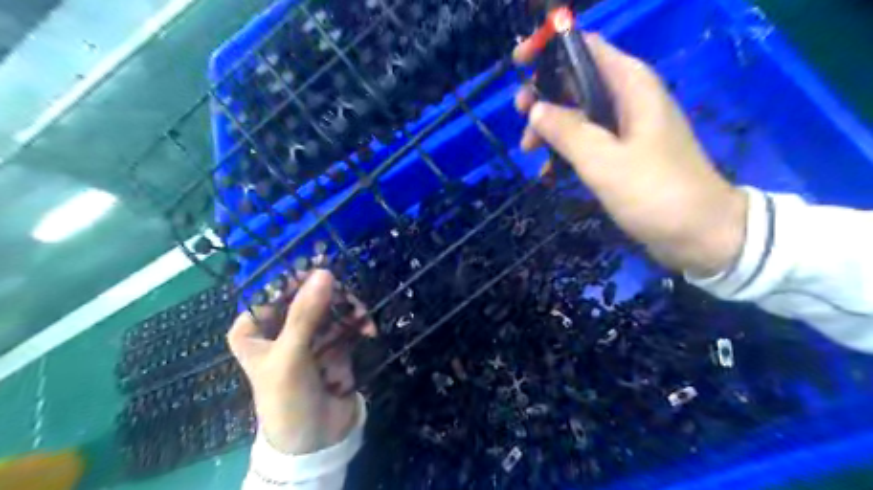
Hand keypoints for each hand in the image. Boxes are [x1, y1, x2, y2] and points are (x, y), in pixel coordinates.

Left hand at [226, 271, 373, 452]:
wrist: (315, 441)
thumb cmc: (287, 398)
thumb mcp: (291, 355)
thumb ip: (306, 313)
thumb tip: (324, 272)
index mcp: (255, 329)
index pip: (274, 290)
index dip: (299, 277)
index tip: (324, 268)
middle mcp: (281, 327)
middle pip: (308, 294)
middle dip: (332, 295)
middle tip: (350, 298)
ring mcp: (310, 334)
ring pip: (331, 305)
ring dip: (350, 308)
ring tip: (364, 318)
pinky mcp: (333, 342)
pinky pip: (347, 321)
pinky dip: (359, 323)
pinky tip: (369, 330)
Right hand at [513, 32, 747, 277]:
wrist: (700, 233)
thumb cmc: (655, 193)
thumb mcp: (604, 161)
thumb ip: (567, 131)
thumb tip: (535, 109)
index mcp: (630, 84)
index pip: (585, 46)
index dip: (549, 48)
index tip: (518, 65)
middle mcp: (628, 97)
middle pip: (576, 79)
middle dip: (544, 95)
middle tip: (521, 120)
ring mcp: (626, 126)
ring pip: (578, 112)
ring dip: (550, 127)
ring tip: (530, 151)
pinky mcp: (623, 152)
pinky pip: (587, 140)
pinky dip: (566, 151)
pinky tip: (549, 174)